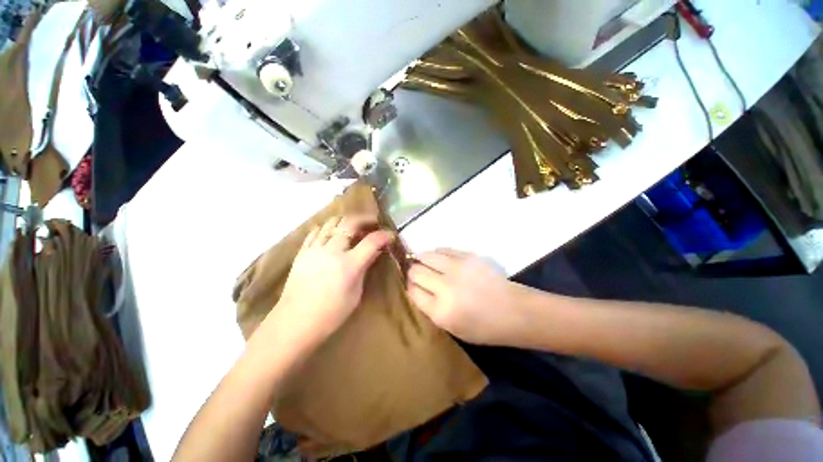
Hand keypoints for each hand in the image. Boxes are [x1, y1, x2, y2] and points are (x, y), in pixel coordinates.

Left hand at [274, 215, 392, 344]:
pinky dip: (328, 227)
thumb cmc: (331, 314)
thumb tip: (376, 251)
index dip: (384, 235)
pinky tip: (333, 233)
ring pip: (332, 222)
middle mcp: (332, 252)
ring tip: (354, 226)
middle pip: (350, 223)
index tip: (390, 235)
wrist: (295, 322)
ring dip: (347, 220)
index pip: (372, 241)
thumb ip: (365, 267)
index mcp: (349, 265)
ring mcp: (315, 249)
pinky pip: (316, 231)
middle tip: (373, 222)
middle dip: (365, 219)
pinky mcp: (302, 252)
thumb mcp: (356, 293)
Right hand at [406, 249, 525, 345]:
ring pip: (426, 255)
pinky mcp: (468, 256)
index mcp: (441, 311)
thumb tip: (416, 287)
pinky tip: (442, 261)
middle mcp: (446, 287)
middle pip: (416, 272)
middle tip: (420, 276)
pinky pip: (442, 249)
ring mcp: (457, 268)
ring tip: (429, 265)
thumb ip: (430, 309)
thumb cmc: (483, 327)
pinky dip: (438, 254)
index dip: (410, 288)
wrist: (513, 310)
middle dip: (413, 273)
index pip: (412, 291)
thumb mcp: (452, 328)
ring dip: (423, 260)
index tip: (414, 287)